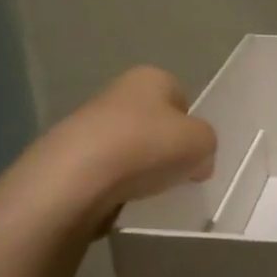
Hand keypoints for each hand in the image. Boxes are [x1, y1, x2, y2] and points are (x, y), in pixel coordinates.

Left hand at [42, 66, 216, 222]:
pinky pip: (106, 171)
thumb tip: (196, 161)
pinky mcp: (69, 157)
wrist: (76, 177)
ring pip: (130, 148)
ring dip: (140, 168)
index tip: (194, 152)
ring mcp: (88, 123)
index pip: (181, 98)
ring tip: (148, 192)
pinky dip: (117, 186)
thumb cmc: (148, 146)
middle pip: (154, 123)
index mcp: (151, 77)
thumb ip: (207, 145)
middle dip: (165, 148)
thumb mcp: (202, 142)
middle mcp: (118, 92)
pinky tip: (122, 199)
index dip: (191, 126)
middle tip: (176, 174)